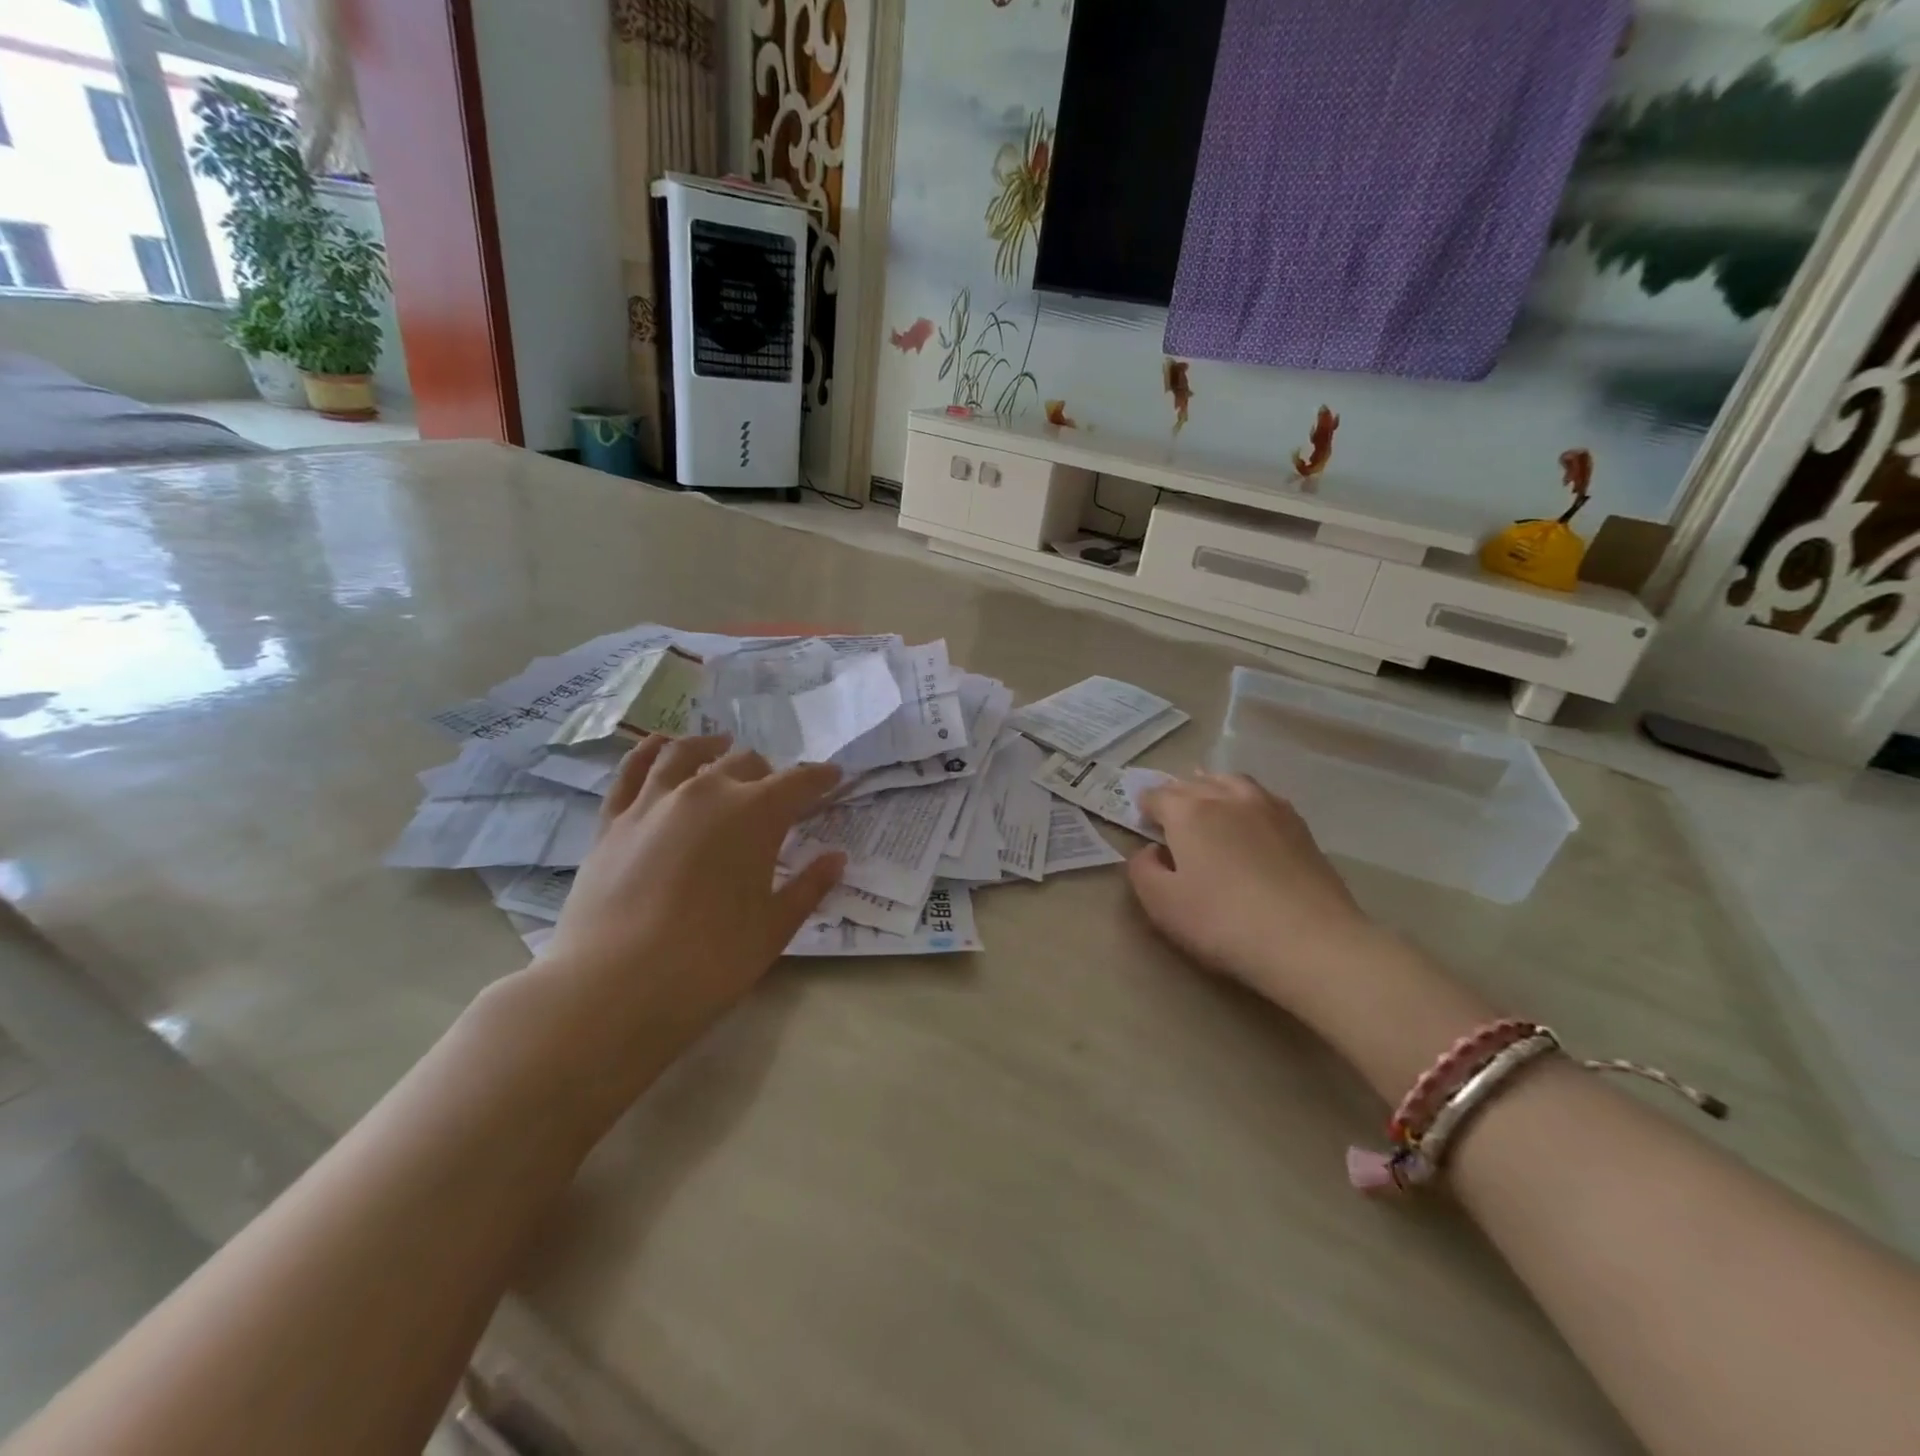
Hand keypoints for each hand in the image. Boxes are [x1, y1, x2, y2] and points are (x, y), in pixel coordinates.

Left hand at [536, 734, 845, 1053]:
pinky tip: (660, 747)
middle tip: (776, 793)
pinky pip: (632, 771)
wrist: (613, 987)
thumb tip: (835, 858)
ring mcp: (653, 802)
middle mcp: (706, 792)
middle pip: (745, 763)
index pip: (797, 782)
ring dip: (711, 746)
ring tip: (720, 745)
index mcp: (754, 814)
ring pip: (687, 753)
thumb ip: (808, 886)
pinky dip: (650, 752)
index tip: (834, 777)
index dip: (819, 778)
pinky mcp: (612, 820)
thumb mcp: (773, 928)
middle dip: (768, 773)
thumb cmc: (710, 961)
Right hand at [1129, 772, 1372, 1006]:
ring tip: (1209, 805)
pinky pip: (1263, 798)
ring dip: (1213, 788)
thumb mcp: (1161, 903)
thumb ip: (1142, 870)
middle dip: (1177, 795)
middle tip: (1171, 818)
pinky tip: (1249, 821)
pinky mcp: (1300, 827)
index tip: (1142, 824)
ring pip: (1232, 782)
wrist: (1309, 942)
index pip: (1158, 795)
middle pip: (1194, 783)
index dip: (1145, 807)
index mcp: (1189, 811)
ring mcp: (1269, 808)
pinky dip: (1246, 801)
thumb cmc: (1223, 922)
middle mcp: (1227, 798)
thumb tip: (1151, 851)